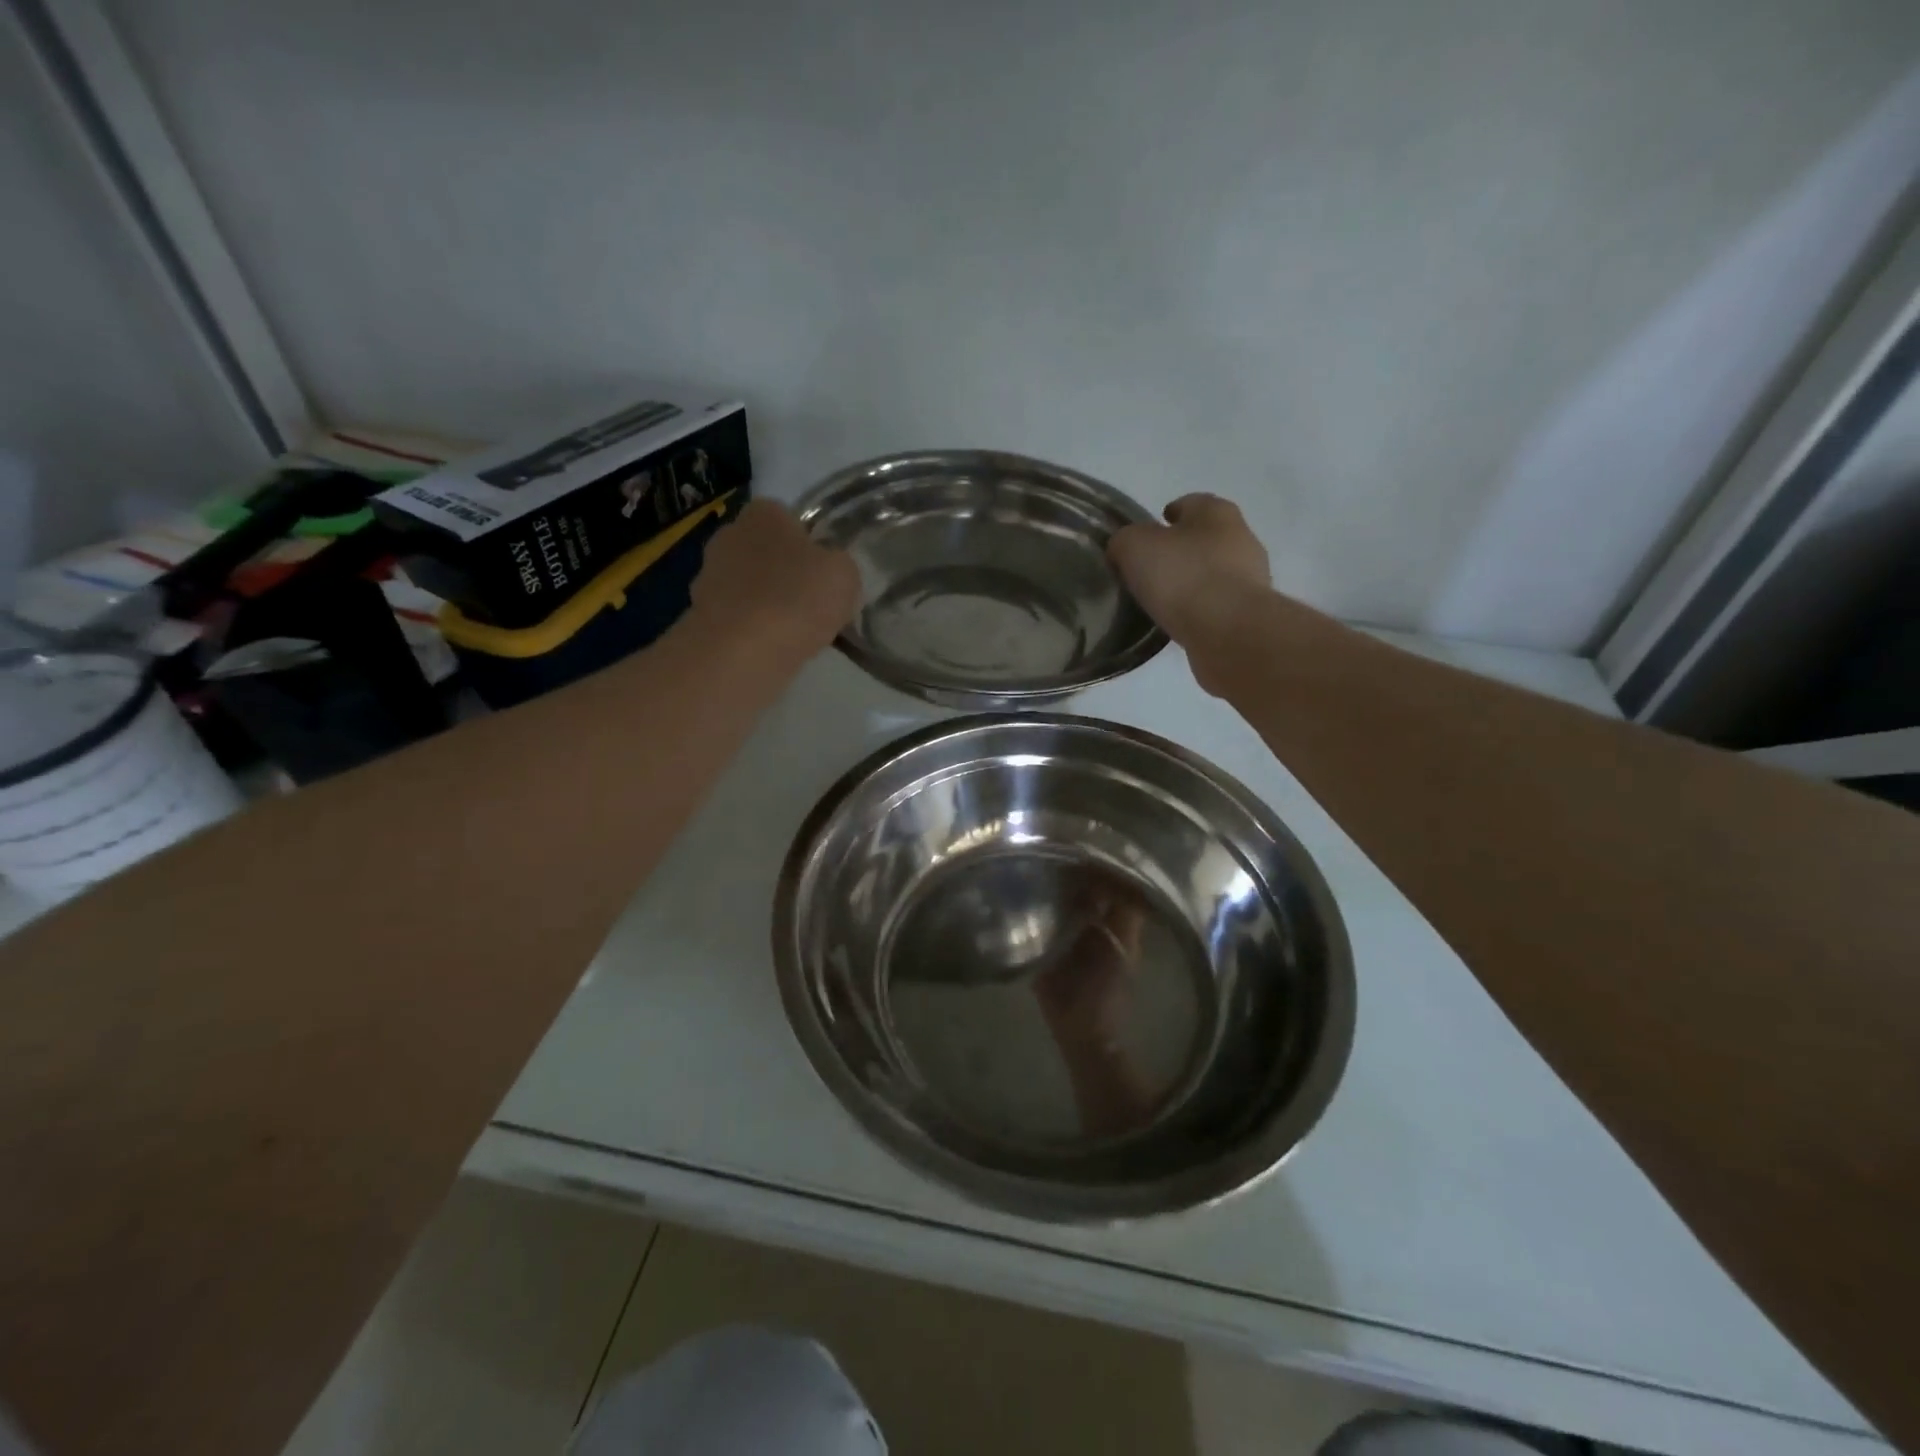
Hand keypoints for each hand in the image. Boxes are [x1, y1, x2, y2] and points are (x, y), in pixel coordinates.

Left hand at [690, 499, 861, 658]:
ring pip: (750, 585)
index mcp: (764, 513)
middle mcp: (729, 533)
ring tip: (794, 633)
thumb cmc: (797, 599)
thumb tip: (829, 570)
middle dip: (785, 572)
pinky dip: (751, 629)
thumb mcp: (844, 574)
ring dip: (767, 602)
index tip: (824, 572)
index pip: (789, 518)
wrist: (741, 652)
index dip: (810, 544)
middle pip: (766, 551)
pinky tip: (771, 649)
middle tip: (812, 603)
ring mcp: (708, 575)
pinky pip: (737, 617)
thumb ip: (839, 564)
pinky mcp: (700, 613)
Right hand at [1108, 493, 1270, 644]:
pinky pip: (1218, 604)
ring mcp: (1251, 577)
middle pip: (1204, 538)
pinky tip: (1180, 621)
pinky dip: (1201, 608)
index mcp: (1217, 512)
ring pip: (1214, 572)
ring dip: (1192, 581)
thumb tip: (1124, 548)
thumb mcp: (1134, 547)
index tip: (1146, 534)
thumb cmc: (1183, 577)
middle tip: (1150, 569)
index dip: (1166, 515)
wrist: (1229, 632)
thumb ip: (1125, 541)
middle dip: (1180, 550)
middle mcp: (1241, 537)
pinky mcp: (1250, 613)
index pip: (1190, 503)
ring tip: (1162, 600)